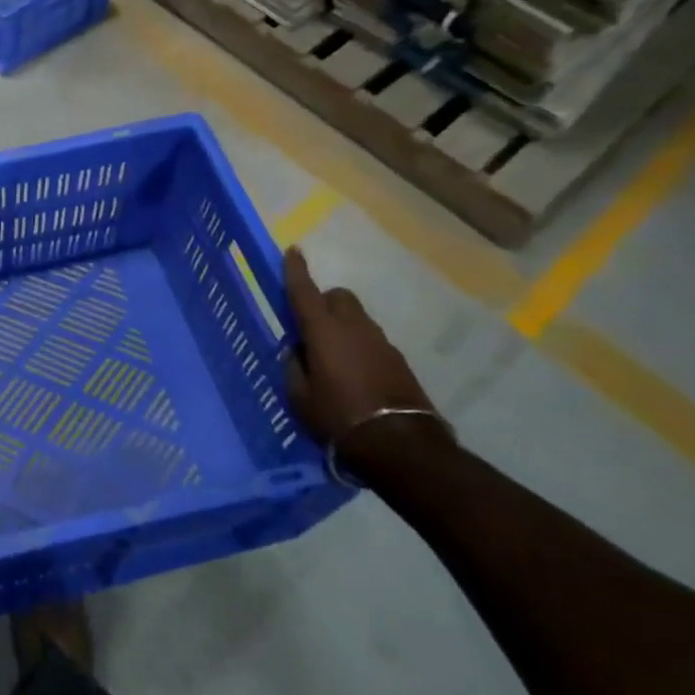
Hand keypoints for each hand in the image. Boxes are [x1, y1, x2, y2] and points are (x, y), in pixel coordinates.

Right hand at [284, 248, 448, 471]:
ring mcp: (381, 342)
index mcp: (323, 331)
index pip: (304, 291)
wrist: (400, 444)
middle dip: (324, 302)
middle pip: (338, 297)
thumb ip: (294, 367)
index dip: (296, 270)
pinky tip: (355, 374)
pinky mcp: (399, 360)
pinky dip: (360, 347)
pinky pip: (372, 341)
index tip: (293, 250)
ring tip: (333, 358)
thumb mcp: (300, 397)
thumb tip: (296, 351)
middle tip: (312, 326)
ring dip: (343, 327)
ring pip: (357, 319)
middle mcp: (353, 328)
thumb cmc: (338, 417)